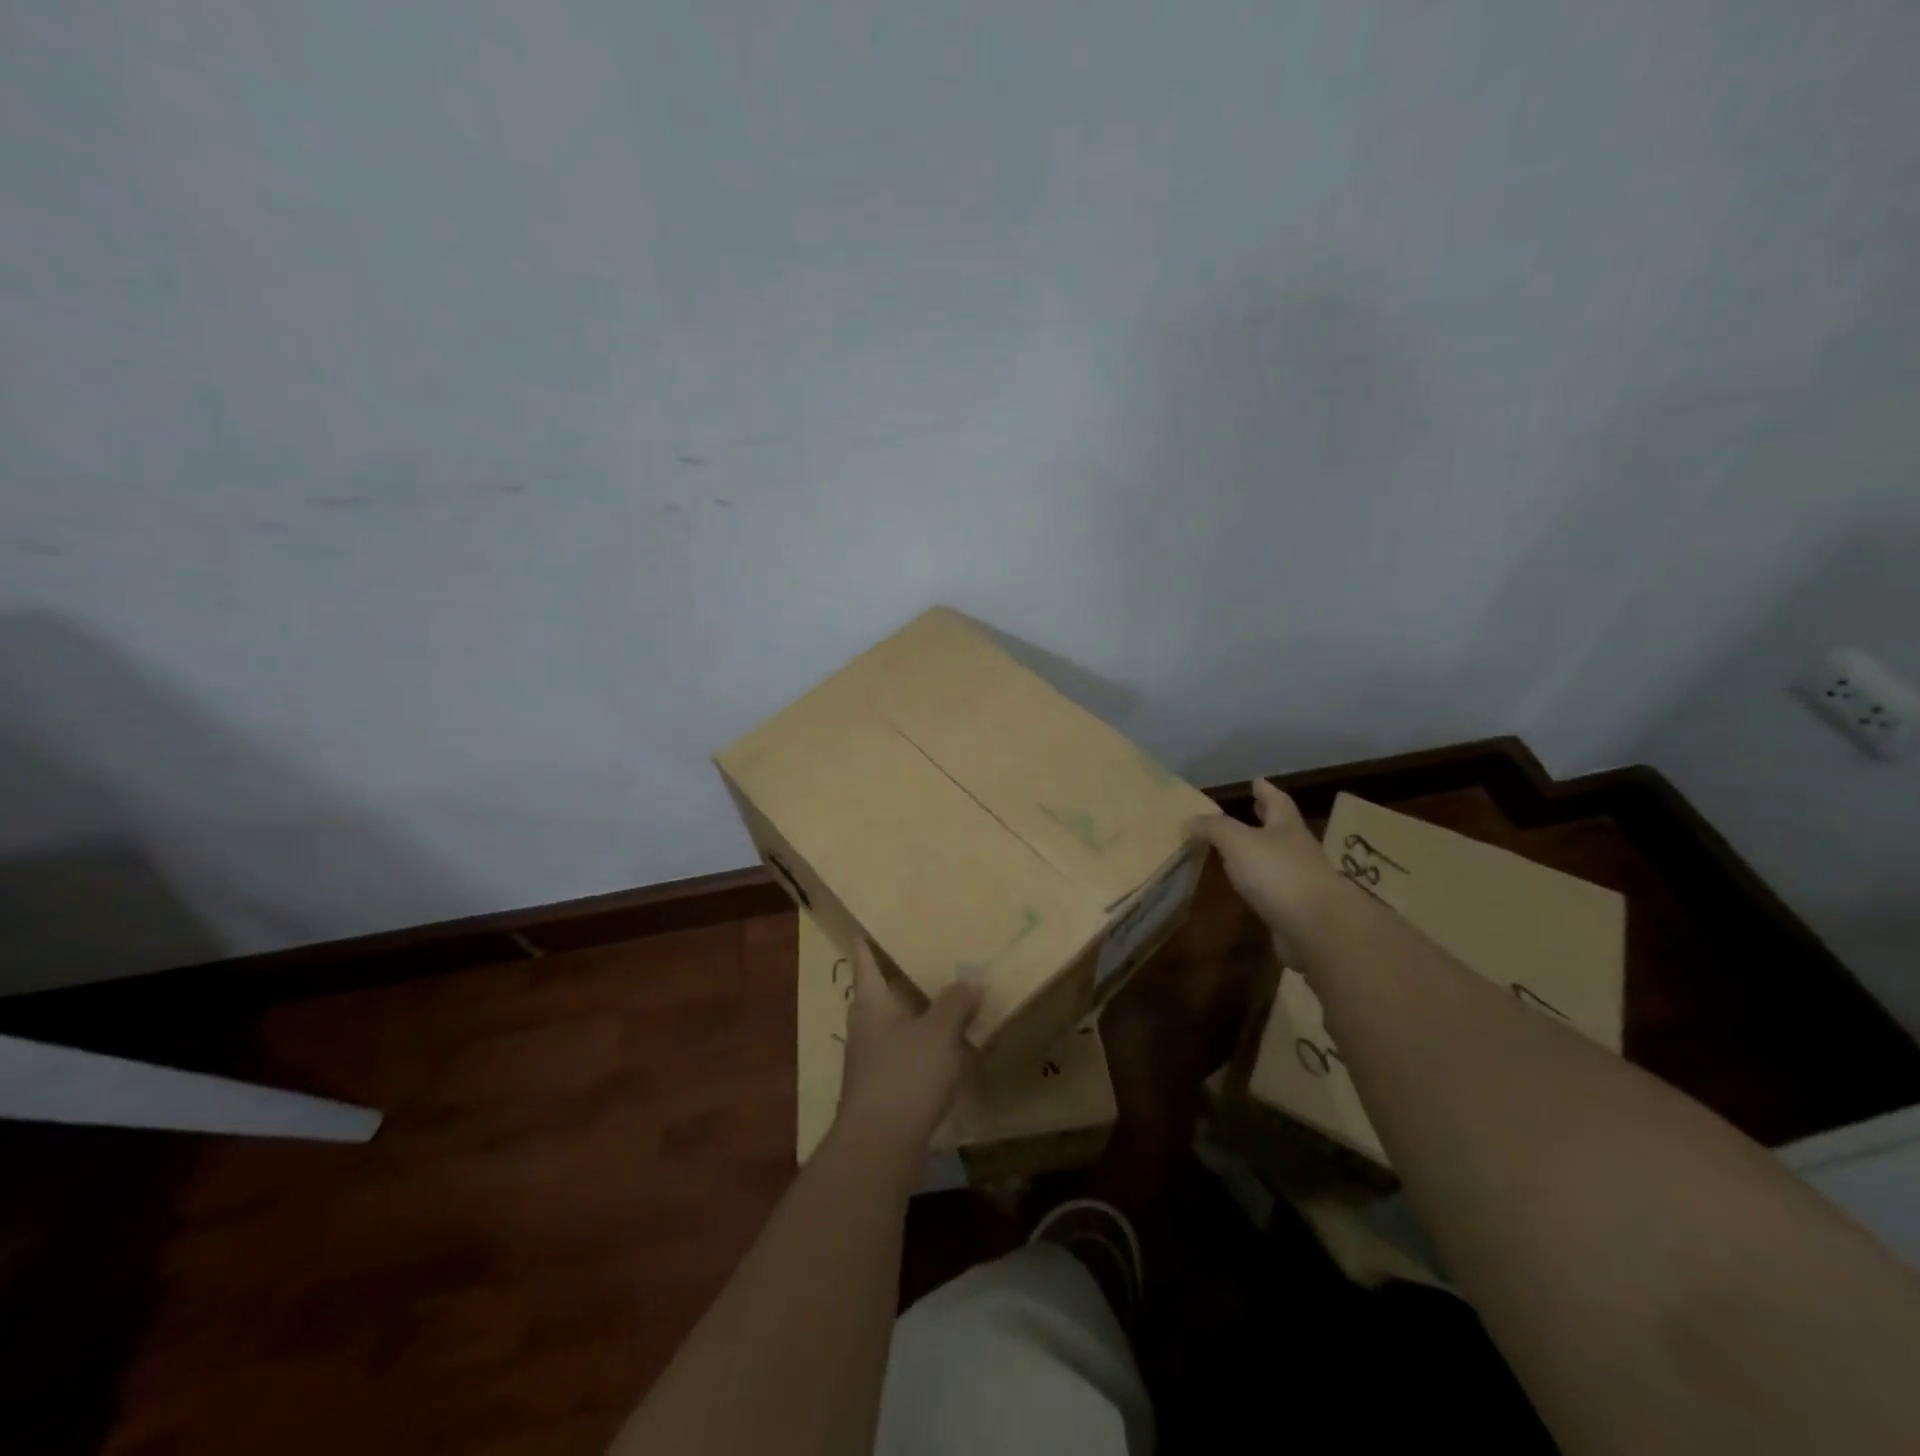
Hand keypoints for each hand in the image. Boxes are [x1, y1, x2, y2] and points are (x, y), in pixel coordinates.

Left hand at [834, 940, 983, 1155]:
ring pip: (890, 1023)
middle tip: (917, 956)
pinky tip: (942, 1047)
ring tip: (937, 998)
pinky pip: (901, 1051)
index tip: (862, 927)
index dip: (865, 944)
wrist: (879, 1145)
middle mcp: (864, 1026)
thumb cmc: (905, 1075)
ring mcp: (869, 1059)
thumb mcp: (939, 1032)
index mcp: (871, 1003)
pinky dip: (918, 1042)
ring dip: (910, 1011)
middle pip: (876, 993)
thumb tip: (972, 980)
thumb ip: (956, 1003)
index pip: (864, 962)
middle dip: (893, 977)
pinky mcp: (880, 1087)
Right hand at [1185, 780, 1338, 949]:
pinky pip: (1274, 888)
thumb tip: (1187, 820)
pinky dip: (1261, 882)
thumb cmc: (1277, 873)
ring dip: (1261, 851)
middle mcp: (1297, 849)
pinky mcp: (1297, 910)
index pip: (1276, 800)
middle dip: (1266, 817)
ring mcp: (1301, 881)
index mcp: (1286, 826)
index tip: (1257, 781)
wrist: (1317, 928)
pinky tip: (1246, 886)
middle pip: (1281, 827)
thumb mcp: (1237, 842)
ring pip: (1278, 857)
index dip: (1265, 790)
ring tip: (1239, 848)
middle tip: (1253, 807)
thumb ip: (1213, 828)